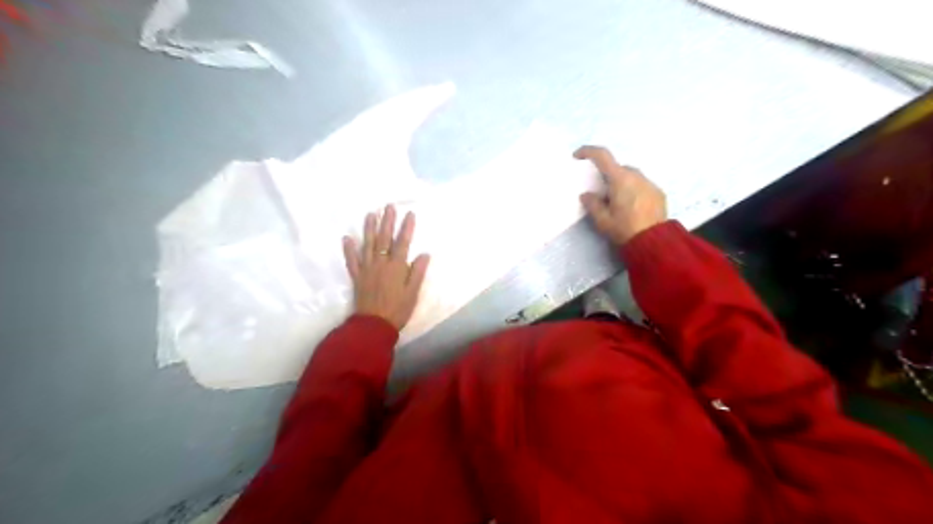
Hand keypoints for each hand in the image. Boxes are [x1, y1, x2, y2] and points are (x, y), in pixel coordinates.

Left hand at [342, 204, 428, 330]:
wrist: (373, 325)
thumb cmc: (397, 310)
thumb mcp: (413, 293)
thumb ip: (417, 273)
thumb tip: (424, 254)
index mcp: (396, 267)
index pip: (402, 243)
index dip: (406, 228)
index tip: (409, 213)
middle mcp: (381, 264)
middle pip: (384, 239)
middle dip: (387, 222)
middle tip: (388, 206)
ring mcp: (367, 269)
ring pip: (367, 245)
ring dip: (368, 229)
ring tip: (370, 214)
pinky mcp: (357, 277)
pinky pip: (352, 261)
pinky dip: (349, 249)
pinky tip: (347, 238)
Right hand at [572, 146, 666, 245]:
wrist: (654, 242)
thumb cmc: (624, 229)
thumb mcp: (602, 221)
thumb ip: (592, 204)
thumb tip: (587, 195)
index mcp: (620, 179)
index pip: (602, 156)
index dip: (588, 151)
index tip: (577, 156)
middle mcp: (636, 176)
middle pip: (617, 168)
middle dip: (606, 175)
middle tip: (600, 191)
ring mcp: (649, 183)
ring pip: (631, 176)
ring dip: (621, 183)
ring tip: (616, 202)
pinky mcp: (658, 192)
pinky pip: (642, 185)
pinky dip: (633, 190)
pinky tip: (631, 207)